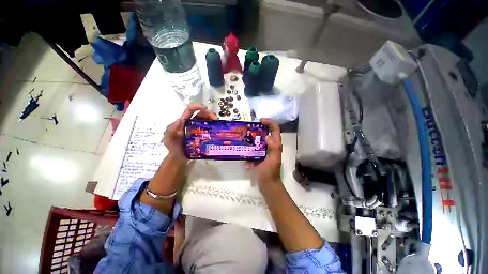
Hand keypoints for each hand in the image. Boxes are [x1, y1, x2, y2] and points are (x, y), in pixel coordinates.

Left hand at [164, 103, 216, 162]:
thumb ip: (171, 129)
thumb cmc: (173, 147)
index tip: (204, 108)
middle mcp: (192, 123)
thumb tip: (179, 120)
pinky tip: (217, 130)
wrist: (178, 157)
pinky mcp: (203, 135)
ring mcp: (199, 129)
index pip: (190, 110)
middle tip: (214, 118)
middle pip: (202, 114)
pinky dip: (214, 127)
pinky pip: (210, 129)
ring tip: (217, 123)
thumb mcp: (168, 138)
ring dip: (213, 119)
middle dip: (209, 113)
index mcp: (184, 121)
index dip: (197, 106)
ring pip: (207, 120)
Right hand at [247, 118, 282, 188]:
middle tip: (248, 130)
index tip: (260, 120)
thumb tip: (267, 136)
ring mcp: (265, 152)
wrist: (267, 185)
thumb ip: (273, 148)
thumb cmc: (270, 173)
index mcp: (276, 146)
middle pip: (265, 134)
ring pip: (258, 143)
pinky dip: (249, 156)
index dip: (270, 123)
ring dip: (251, 143)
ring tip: (244, 143)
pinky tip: (247, 164)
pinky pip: (253, 153)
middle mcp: (271, 147)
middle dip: (258, 130)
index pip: (275, 130)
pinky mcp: (259, 157)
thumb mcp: (273, 160)